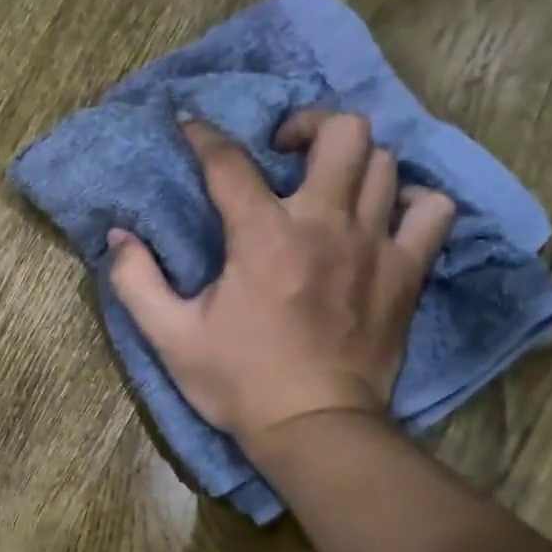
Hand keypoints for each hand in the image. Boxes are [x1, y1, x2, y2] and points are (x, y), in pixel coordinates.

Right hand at [107, 113, 454, 451]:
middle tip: (282, 149)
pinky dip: (409, 200)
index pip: (230, 162)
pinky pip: (432, 210)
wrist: (313, 427)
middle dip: (306, 124)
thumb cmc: (237, 381)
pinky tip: (382, 214)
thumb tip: (119, 237)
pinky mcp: (407, 272)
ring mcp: (374, 245)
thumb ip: (136, 282)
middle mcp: (324, 225)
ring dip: (350, 160)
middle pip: (340, 132)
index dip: (205, 135)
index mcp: (263, 238)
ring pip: (383, 162)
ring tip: (325, 181)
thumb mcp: (170, 337)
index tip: (190, 126)